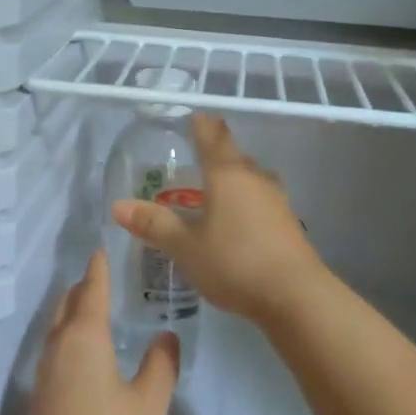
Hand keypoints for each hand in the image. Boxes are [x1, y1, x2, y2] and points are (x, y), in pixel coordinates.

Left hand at [15, 248, 177, 414]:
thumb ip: (161, 366)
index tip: (102, 250)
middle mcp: (58, 346)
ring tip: (96, 310)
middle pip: (68, 304)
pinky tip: (86, 355)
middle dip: (83, 288)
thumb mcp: (148, 406)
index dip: (99, 269)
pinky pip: (56, 350)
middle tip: (103, 277)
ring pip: (57, 328)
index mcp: (84, 337)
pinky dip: (70, 337)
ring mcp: (45, 373)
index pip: (92, 290)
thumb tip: (166, 335)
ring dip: (74, 313)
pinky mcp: (41, 399)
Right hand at [111, 114, 325, 324]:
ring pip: (249, 178)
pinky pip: (260, 200)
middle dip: (213, 155)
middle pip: (233, 155)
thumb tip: (118, 205)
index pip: (213, 135)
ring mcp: (276, 200)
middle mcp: (255, 178)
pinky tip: (234, 223)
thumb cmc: (235, 262)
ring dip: (231, 181)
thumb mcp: (185, 247)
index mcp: (227, 174)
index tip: (191, 118)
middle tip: (192, 161)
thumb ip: (154, 225)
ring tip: (211, 193)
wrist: (297, 296)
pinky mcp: (288, 223)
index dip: (200, 123)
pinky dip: (244, 203)